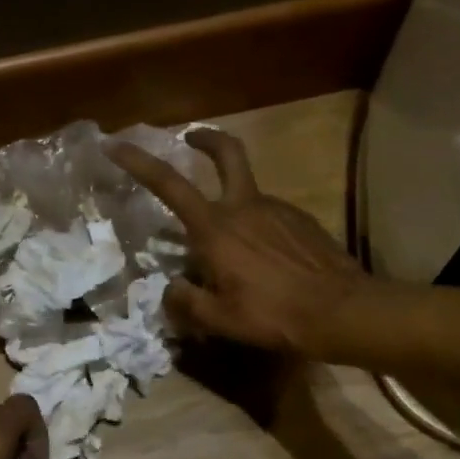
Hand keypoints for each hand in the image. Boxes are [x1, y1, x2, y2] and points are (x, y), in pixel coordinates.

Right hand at [105, 127, 370, 357]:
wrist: (343, 312)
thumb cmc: (272, 315)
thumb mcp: (217, 319)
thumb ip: (185, 301)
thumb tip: (171, 288)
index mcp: (216, 228)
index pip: (169, 185)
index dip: (139, 163)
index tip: (117, 145)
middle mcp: (245, 207)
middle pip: (227, 154)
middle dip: (206, 140)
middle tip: (191, 138)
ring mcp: (278, 210)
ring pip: (247, 195)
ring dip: (232, 207)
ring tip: (231, 254)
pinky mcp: (301, 221)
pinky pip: (269, 217)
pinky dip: (256, 229)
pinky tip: (263, 262)